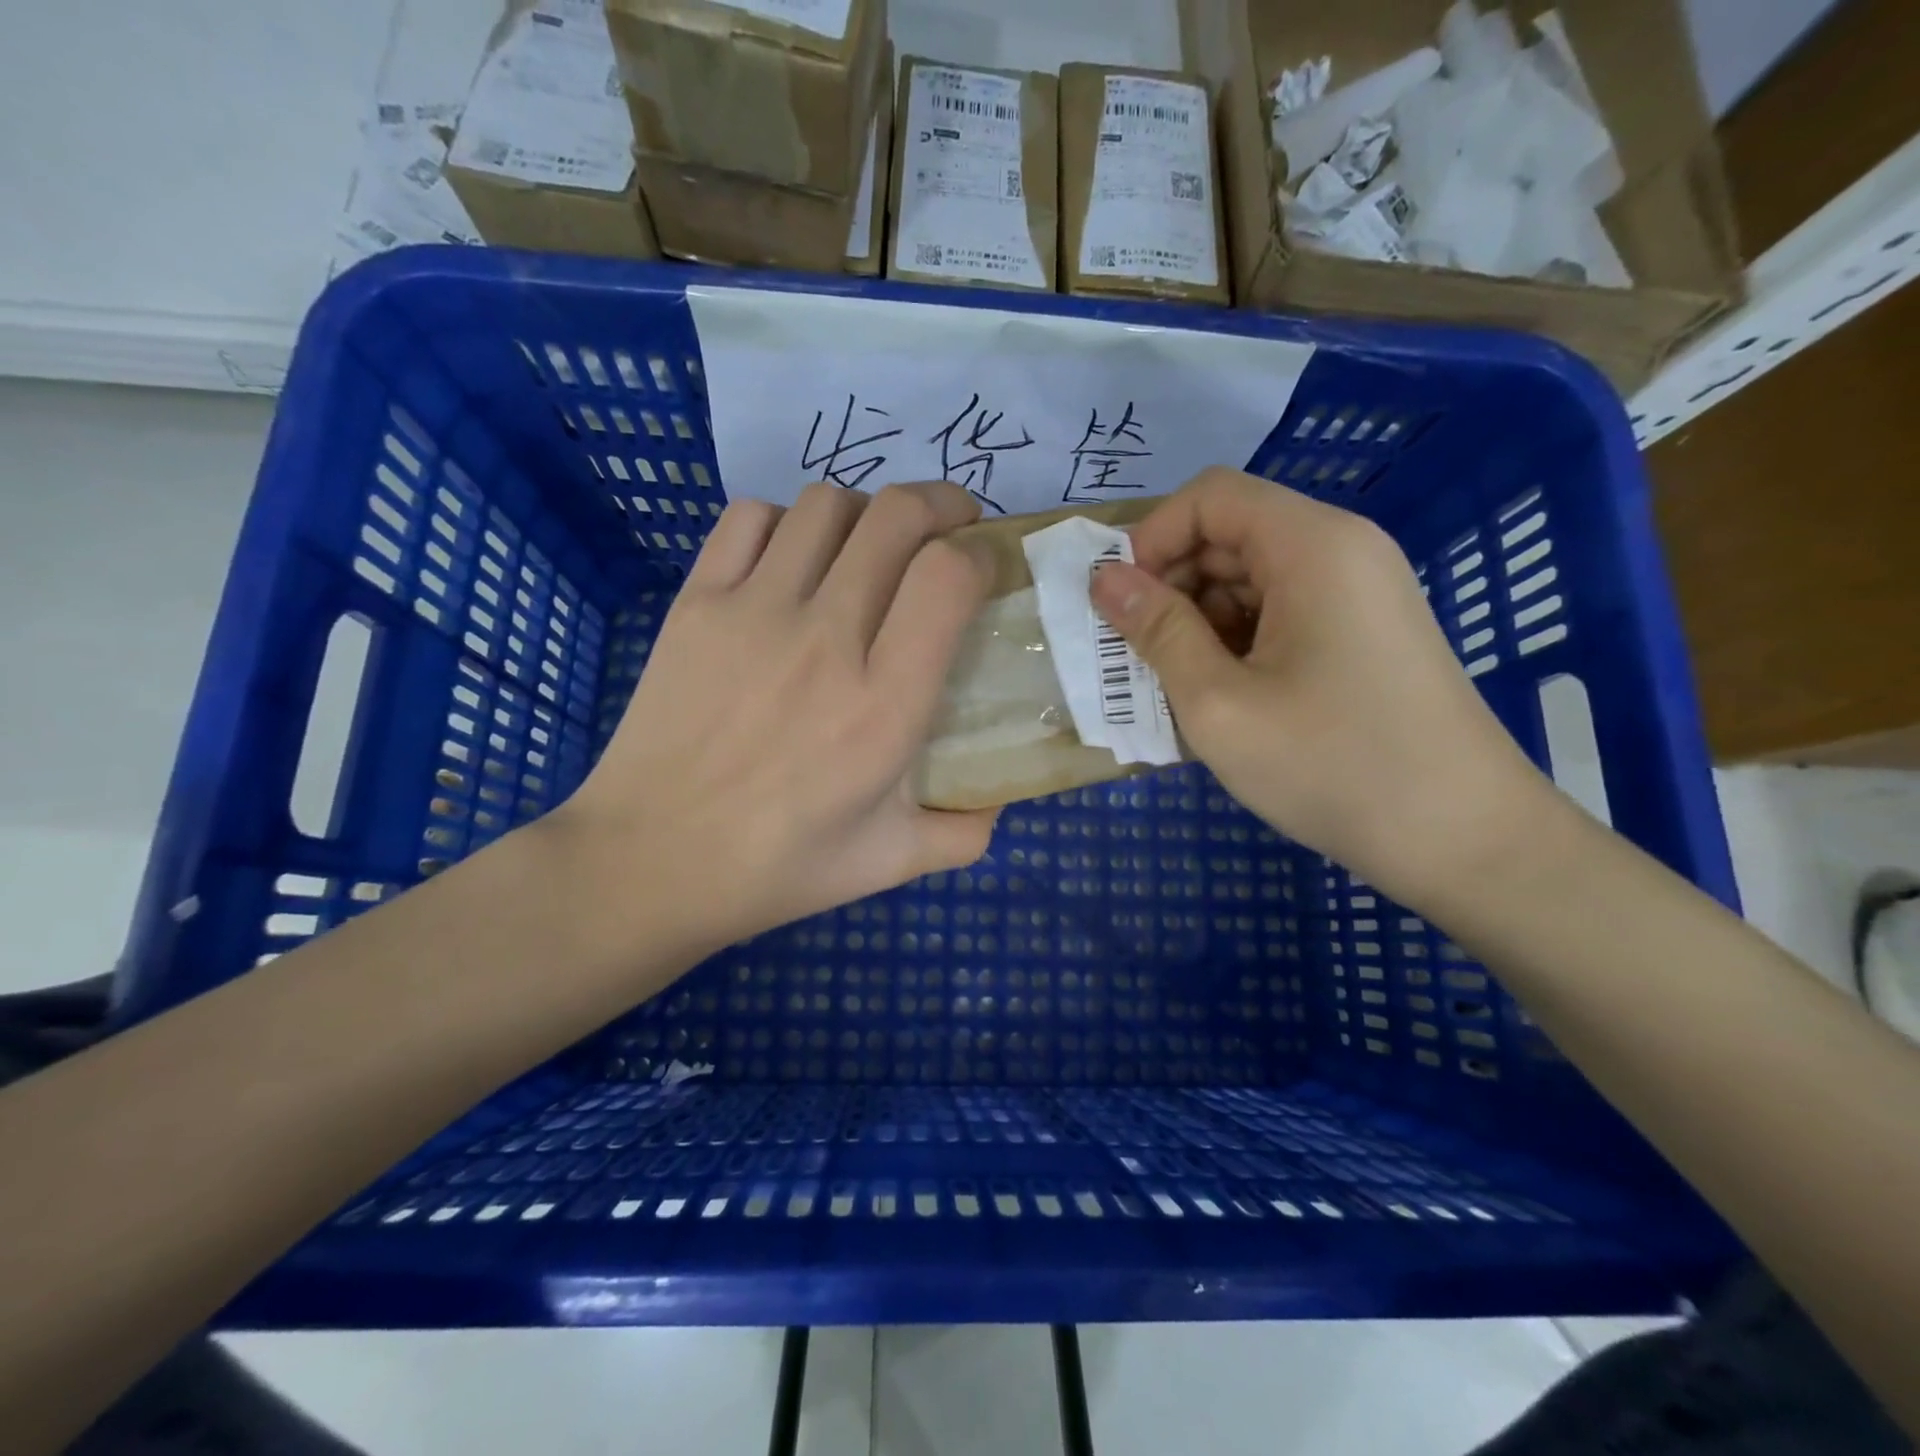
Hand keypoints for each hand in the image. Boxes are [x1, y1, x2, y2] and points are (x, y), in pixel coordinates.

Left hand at [553, 481, 999, 956]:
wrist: (650, 862)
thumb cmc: (778, 867)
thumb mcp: (894, 862)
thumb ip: (967, 831)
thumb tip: (1002, 794)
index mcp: (884, 705)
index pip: (947, 577)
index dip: (978, 554)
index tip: (983, 572)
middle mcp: (825, 640)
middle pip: (897, 516)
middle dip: (941, 505)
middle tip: (949, 530)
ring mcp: (753, 612)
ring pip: (827, 503)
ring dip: (867, 513)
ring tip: (871, 547)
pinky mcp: (696, 603)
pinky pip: (750, 518)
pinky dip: (787, 522)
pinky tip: (793, 561)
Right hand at [1090, 468, 1549, 906]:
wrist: (1464, 839)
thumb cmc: (1331, 766)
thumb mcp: (1218, 704)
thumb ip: (1156, 631)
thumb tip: (1104, 579)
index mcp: (1312, 546)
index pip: (1209, 497)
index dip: (1152, 539)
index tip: (1121, 606)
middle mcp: (1342, 551)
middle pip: (1231, 534)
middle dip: (1171, 585)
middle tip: (1137, 656)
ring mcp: (1360, 593)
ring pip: (1252, 578)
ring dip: (1199, 620)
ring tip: (1175, 686)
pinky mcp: (1364, 633)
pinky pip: (1281, 613)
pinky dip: (1237, 642)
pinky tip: (1221, 697)